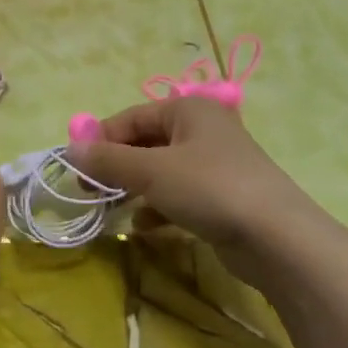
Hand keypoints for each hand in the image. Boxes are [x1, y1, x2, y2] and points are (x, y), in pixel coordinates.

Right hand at [69, 97, 324, 285]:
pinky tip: (144, 225)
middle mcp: (202, 129)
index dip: (101, 140)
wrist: (276, 237)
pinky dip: (158, 206)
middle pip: (145, 143)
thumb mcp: (151, 171)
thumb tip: (71, 148)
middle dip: (116, 167)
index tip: (76, 169)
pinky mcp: (221, 196)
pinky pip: (178, 194)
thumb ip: (108, 160)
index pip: (131, 117)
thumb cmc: (209, 189)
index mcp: (188, 109)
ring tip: (111, 209)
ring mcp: (214, 164)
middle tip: (90, 191)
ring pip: (160, 171)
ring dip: (134, 188)